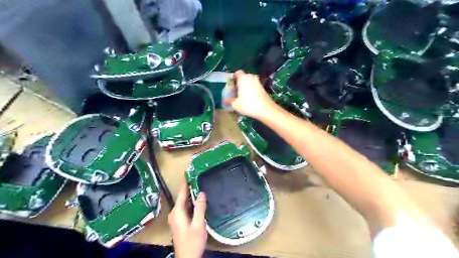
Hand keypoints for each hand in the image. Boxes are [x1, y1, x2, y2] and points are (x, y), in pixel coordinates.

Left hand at [168, 181, 207, 257]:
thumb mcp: (198, 224)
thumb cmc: (192, 241)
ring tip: (200, 185)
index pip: (181, 193)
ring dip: (191, 195)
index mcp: (177, 212)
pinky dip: (191, 202)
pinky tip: (198, 200)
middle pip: (182, 197)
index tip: (188, 172)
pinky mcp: (179, 221)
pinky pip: (185, 208)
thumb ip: (200, 208)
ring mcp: (176, 218)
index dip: (185, 182)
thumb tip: (201, 193)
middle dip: (189, 187)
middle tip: (198, 177)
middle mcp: (174, 213)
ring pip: (184, 202)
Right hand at [225, 69, 273, 117]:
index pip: (237, 73)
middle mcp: (251, 77)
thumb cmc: (248, 105)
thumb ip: (230, 100)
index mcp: (243, 78)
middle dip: (239, 82)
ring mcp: (258, 82)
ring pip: (249, 82)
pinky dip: (251, 90)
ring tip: (242, 95)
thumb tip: (225, 100)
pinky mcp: (262, 88)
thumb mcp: (236, 104)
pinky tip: (249, 98)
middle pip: (243, 77)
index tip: (231, 84)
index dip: (233, 77)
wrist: (266, 109)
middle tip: (235, 91)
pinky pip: (254, 86)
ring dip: (246, 86)